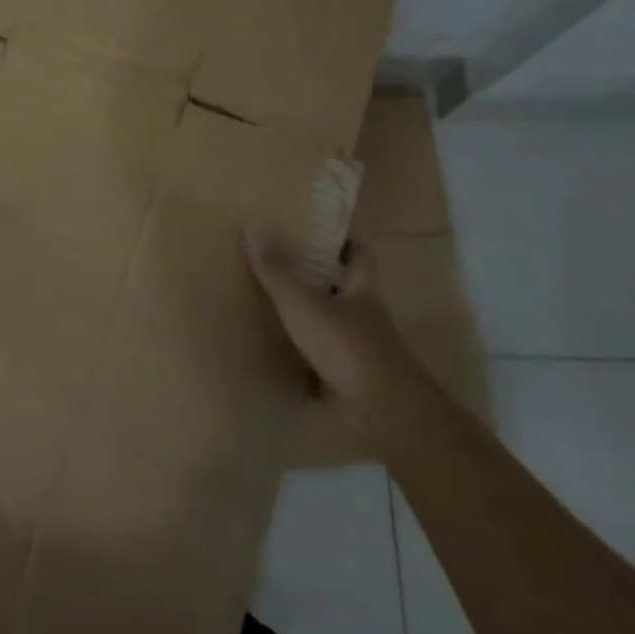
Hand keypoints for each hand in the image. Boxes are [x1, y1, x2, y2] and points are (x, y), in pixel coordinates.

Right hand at [244, 228, 412, 418]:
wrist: (382, 407)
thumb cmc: (345, 344)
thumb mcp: (302, 303)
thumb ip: (277, 270)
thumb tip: (252, 226)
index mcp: (362, 290)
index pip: (361, 256)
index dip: (345, 243)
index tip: (322, 235)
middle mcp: (367, 315)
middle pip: (349, 290)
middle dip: (325, 280)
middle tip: (289, 268)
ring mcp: (365, 349)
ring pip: (340, 324)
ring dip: (318, 318)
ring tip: (282, 309)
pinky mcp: (356, 378)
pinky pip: (331, 358)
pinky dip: (313, 356)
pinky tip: (289, 355)